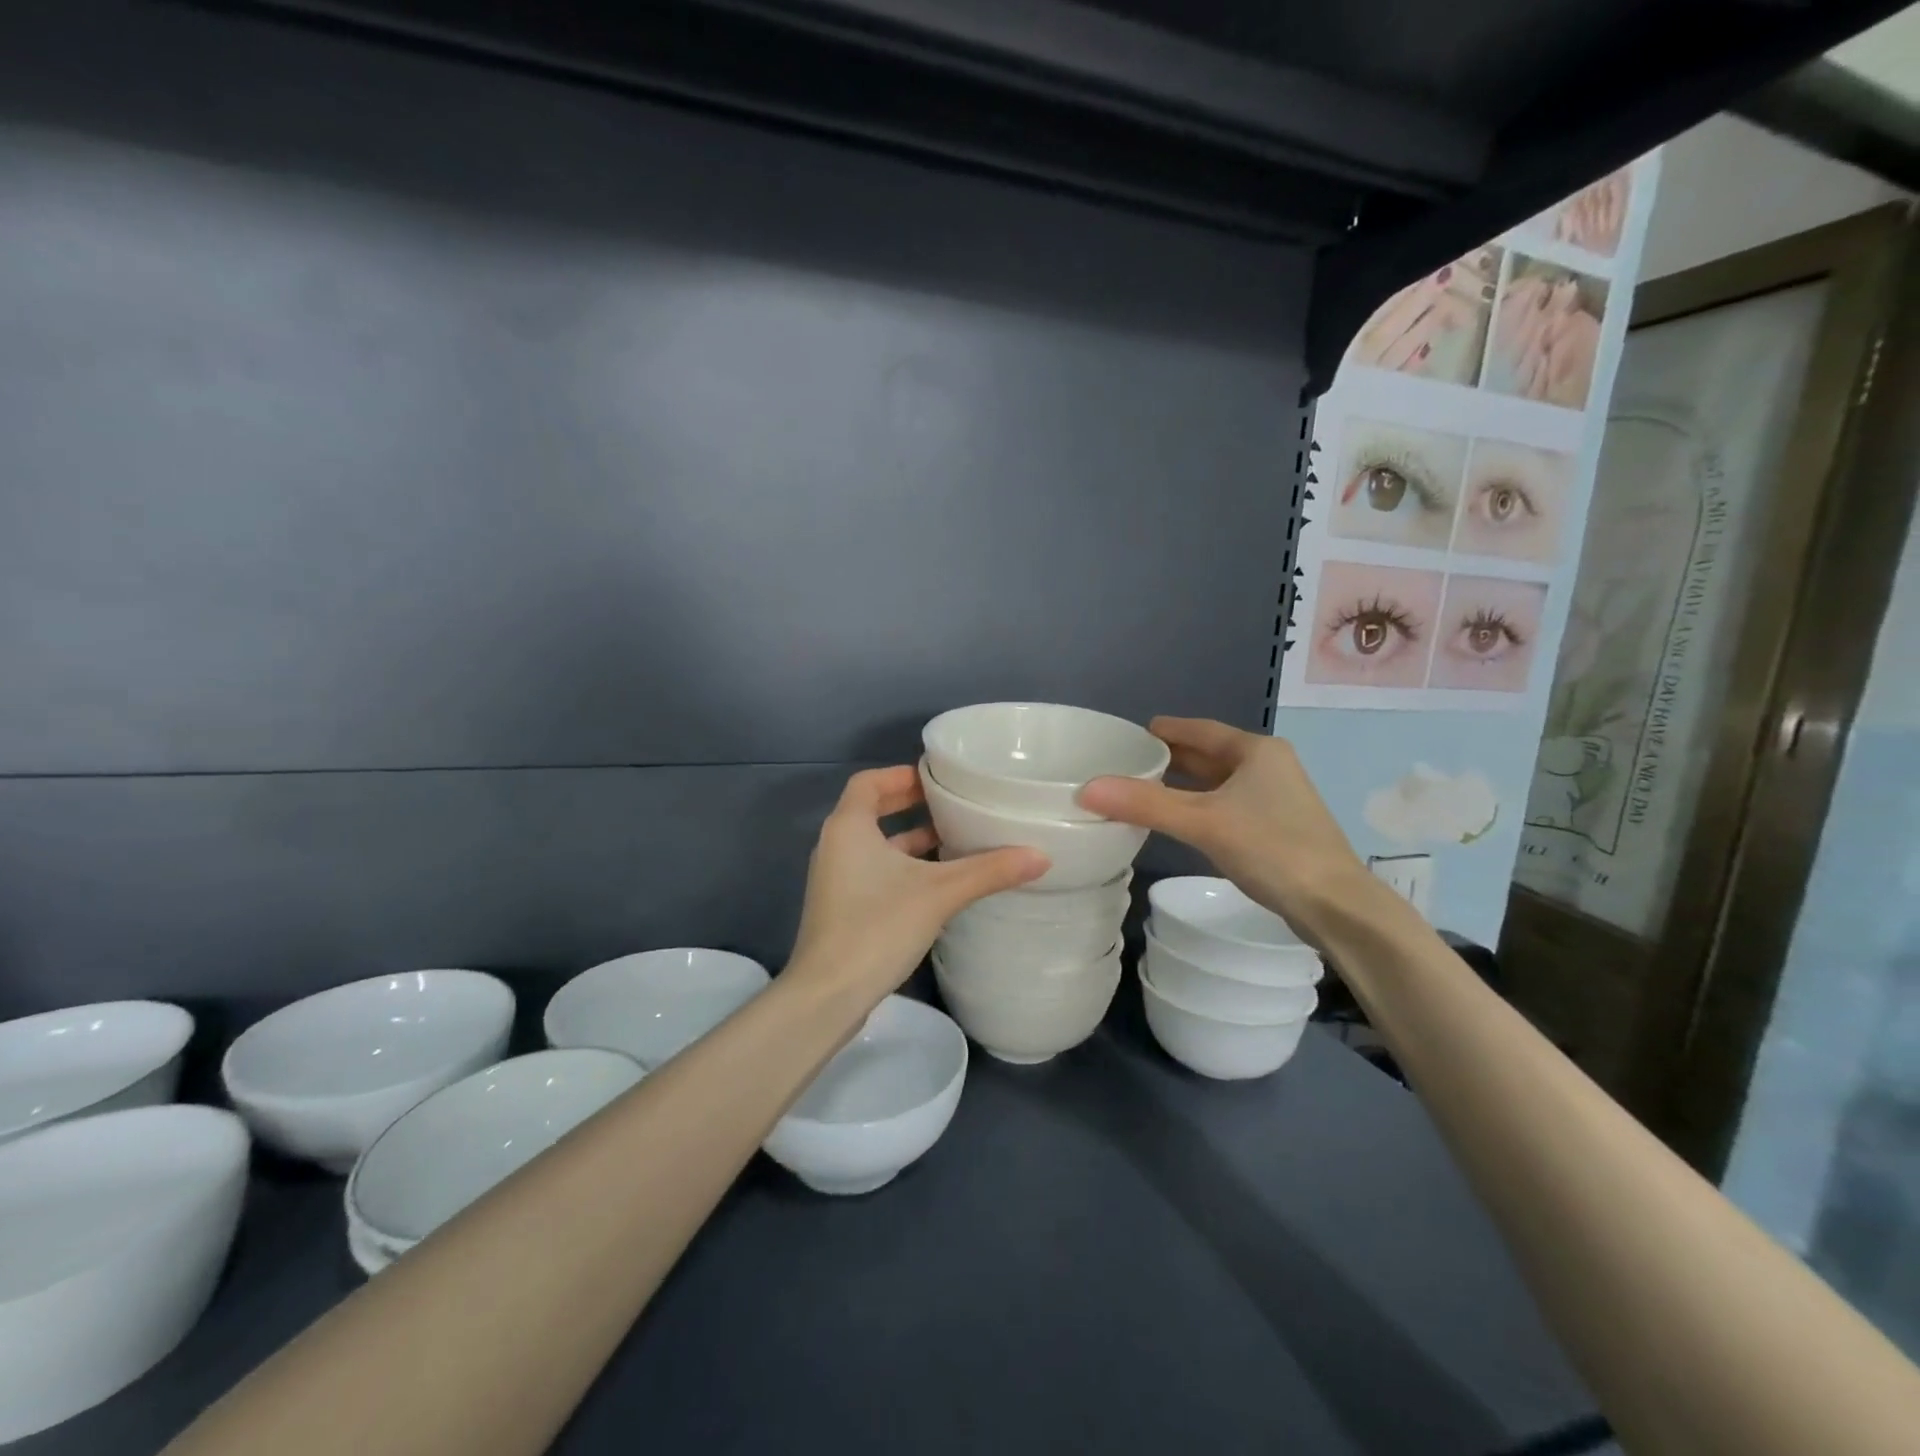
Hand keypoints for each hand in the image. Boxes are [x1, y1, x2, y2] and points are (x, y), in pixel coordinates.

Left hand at [788, 766, 1047, 999]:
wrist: (828, 995)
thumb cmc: (877, 927)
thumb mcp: (939, 893)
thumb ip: (989, 871)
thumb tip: (1041, 855)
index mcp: (848, 827)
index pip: (869, 782)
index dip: (901, 775)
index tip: (937, 778)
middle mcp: (836, 846)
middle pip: (871, 811)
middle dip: (910, 805)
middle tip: (952, 804)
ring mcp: (836, 880)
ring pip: (875, 845)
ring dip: (910, 839)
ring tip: (955, 839)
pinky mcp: (842, 909)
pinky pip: (873, 871)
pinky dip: (902, 867)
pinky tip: (938, 883)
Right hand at [1078, 718, 1393, 950]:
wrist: (1336, 904)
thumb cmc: (1271, 849)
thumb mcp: (1203, 822)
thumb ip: (1145, 804)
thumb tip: (1086, 789)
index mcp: (1255, 750)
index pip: (1197, 729)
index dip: (1160, 731)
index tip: (1124, 737)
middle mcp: (1267, 765)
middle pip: (1206, 755)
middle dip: (1166, 760)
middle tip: (1122, 766)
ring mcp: (1274, 797)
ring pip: (1215, 782)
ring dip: (1180, 785)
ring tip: (1138, 791)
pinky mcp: (1274, 826)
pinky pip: (1223, 805)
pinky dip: (1196, 806)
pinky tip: (1174, 820)